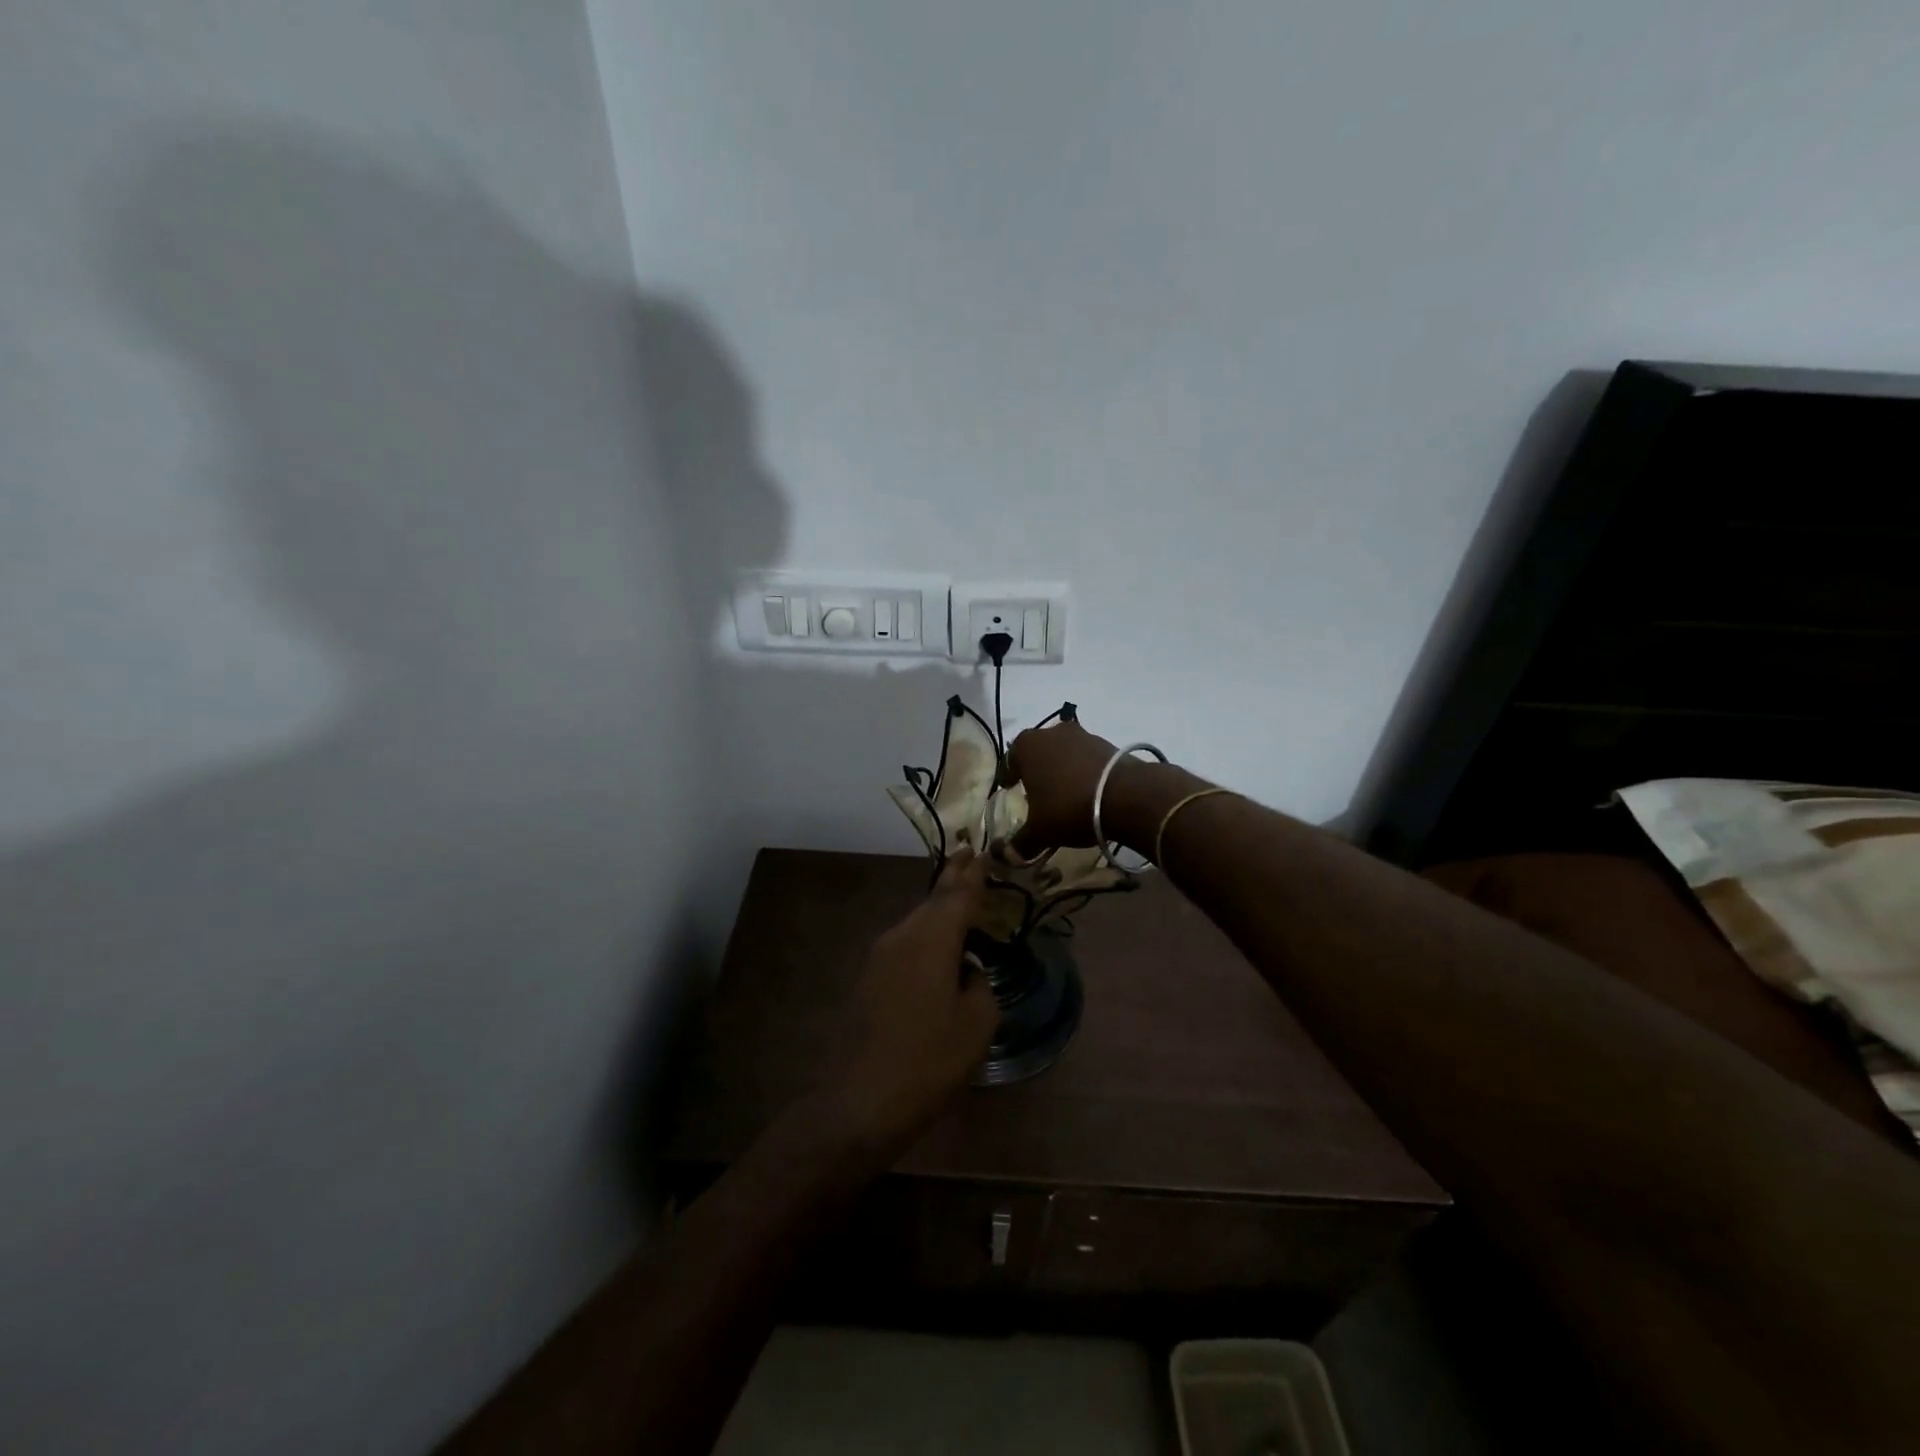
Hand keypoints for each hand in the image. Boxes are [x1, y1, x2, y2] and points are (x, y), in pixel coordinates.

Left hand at [833, 851, 998, 1144]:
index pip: (958, 894)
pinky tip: (937, 954)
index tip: (982, 850)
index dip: (973, 873)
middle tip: (971, 859)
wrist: (857, 1101)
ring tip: (961, 905)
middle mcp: (901, 936)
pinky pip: (904, 945)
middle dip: (953, 881)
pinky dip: (925, 939)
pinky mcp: (867, 980)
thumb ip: (980, 986)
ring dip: (939, 913)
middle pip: (933, 901)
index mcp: (931, 938)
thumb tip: (967, 973)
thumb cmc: (928, 1060)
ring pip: (916, 923)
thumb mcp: (976, 1024)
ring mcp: (878, 957)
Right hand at [1008, 718, 1122, 852]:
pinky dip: (1084, 771)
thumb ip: (1021, 842)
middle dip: (1037, 769)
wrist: (1125, 796)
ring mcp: (1082, 734)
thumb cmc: (1068, 807)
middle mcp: (1052, 732)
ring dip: (1062, 769)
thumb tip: (1009, 856)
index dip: (1009, 775)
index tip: (1011, 789)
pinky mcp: (1108, 743)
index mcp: (1027, 745)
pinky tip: (1088, 792)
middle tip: (1037, 792)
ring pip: (1064, 752)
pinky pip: (1087, 758)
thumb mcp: (1040, 831)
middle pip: (1038, 751)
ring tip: (1065, 793)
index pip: (1010, 759)